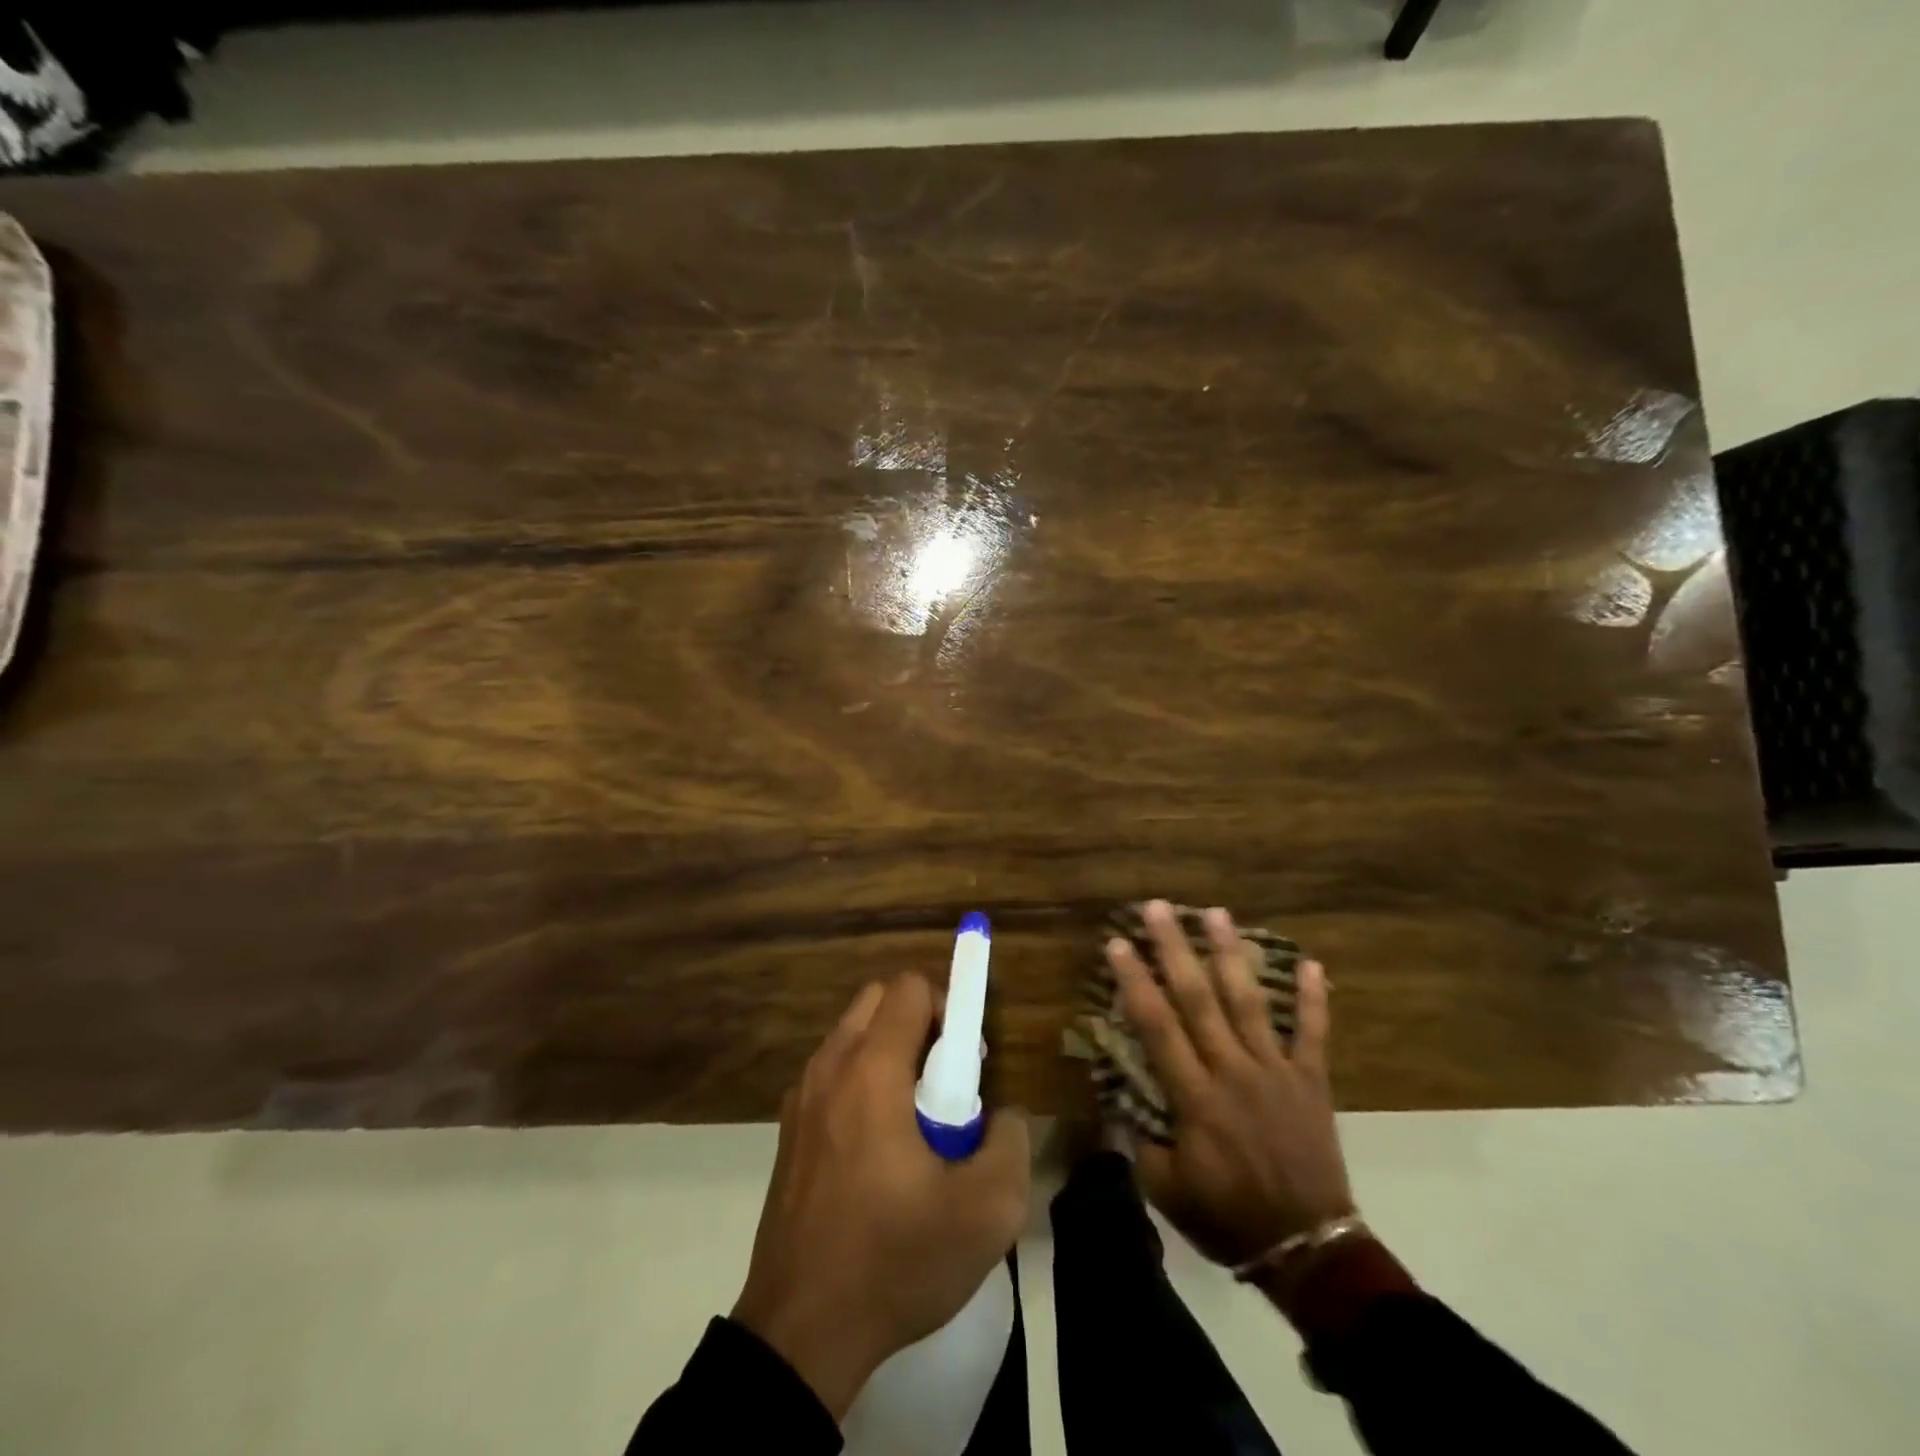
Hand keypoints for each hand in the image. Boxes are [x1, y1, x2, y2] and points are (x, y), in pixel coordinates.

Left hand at [731, 974, 1030, 1419]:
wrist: (801, 1332)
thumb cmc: (895, 1260)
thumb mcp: (985, 1213)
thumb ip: (1010, 1142)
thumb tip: (1002, 1114)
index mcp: (872, 1071)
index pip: (910, 987)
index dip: (949, 1006)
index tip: (967, 1060)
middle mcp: (830, 1067)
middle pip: (878, 999)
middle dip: (919, 1022)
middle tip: (944, 1081)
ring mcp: (801, 1097)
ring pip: (852, 1035)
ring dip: (890, 1052)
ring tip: (914, 1120)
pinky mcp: (788, 1129)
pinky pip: (833, 1073)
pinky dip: (861, 1082)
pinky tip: (877, 1149)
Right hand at [1108, 900, 1353, 1270]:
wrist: (1308, 1249)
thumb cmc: (1227, 1217)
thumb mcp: (1165, 1189)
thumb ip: (1137, 1139)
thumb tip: (1113, 1097)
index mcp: (1195, 1096)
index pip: (1156, 1026)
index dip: (1134, 981)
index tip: (1116, 943)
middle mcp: (1232, 1070)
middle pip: (1198, 998)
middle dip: (1174, 949)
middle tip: (1158, 907)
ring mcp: (1275, 1070)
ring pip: (1248, 1001)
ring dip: (1231, 954)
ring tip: (1216, 913)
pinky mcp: (1310, 1080)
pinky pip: (1313, 1033)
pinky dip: (1313, 999)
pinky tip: (1311, 963)